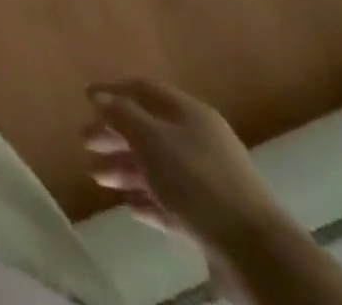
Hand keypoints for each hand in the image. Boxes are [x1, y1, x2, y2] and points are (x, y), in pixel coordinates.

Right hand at [84, 79, 289, 257]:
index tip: (85, 100)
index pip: (144, 90)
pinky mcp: (210, 217)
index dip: (113, 92)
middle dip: (114, 135)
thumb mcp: (152, 140)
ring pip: (157, 167)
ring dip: (125, 170)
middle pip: (148, 129)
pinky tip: (129, 207)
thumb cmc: (197, 181)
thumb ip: (122, 114)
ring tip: (97, 178)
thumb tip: (98, 95)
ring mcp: (206, 180)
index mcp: (188, 113)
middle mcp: (198, 140)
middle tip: (84, 144)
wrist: (256, 252)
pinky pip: (171, 201)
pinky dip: (148, 200)